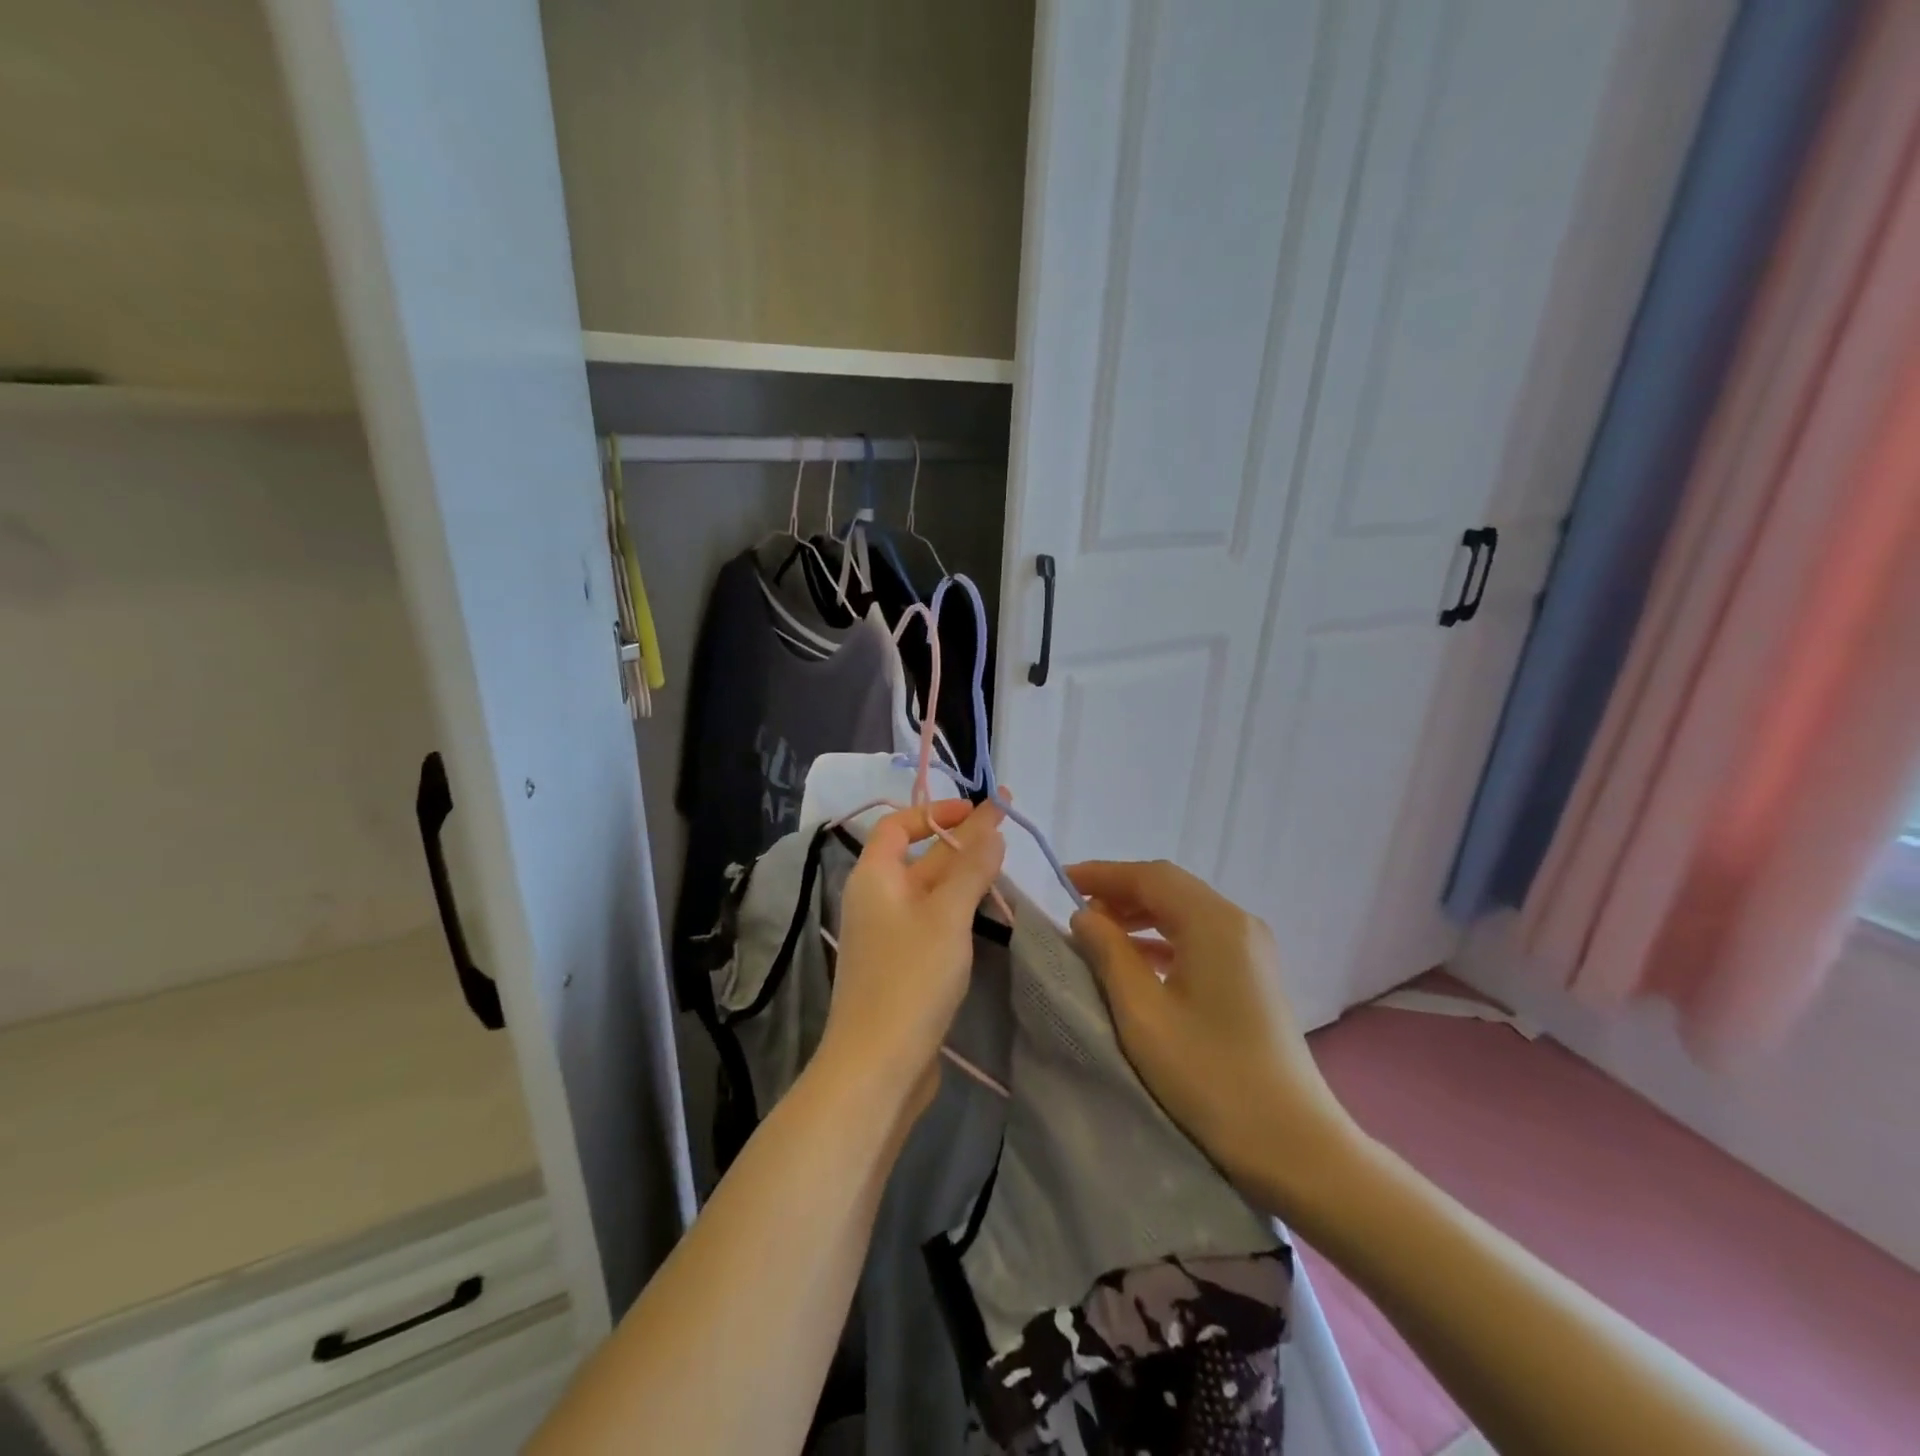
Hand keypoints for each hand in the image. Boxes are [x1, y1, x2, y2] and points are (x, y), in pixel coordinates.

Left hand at [821, 799, 1006, 1117]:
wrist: (877, 1066)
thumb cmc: (910, 979)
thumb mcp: (947, 915)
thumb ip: (971, 868)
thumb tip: (991, 828)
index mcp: (874, 877)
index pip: (898, 825)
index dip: (935, 811)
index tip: (976, 810)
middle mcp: (876, 900)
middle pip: (920, 857)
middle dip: (961, 839)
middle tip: (1007, 825)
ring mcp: (888, 935)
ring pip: (929, 891)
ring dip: (963, 874)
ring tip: (1002, 861)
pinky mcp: (902, 966)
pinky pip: (931, 921)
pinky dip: (958, 908)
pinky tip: (984, 909)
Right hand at [1068, 860, 1355, 1204]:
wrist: (1294, 1144)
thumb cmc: (1210, 1076)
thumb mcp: (1144, 1014)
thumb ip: (1109, 954)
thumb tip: (1085, 914)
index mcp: (1214, 923)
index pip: (1150, 876)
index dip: (1103, 874)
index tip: (1061, 880)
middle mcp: (1237, 923)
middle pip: (1170, 888)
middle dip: (1120, 891)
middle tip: (1076, 909)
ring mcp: (1251, 949)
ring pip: (1185, 911)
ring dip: (1140, 914)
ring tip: (1098, 932)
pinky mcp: (1254, 975)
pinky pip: (1200, 936)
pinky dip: (1163, 937)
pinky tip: (1137, 960)